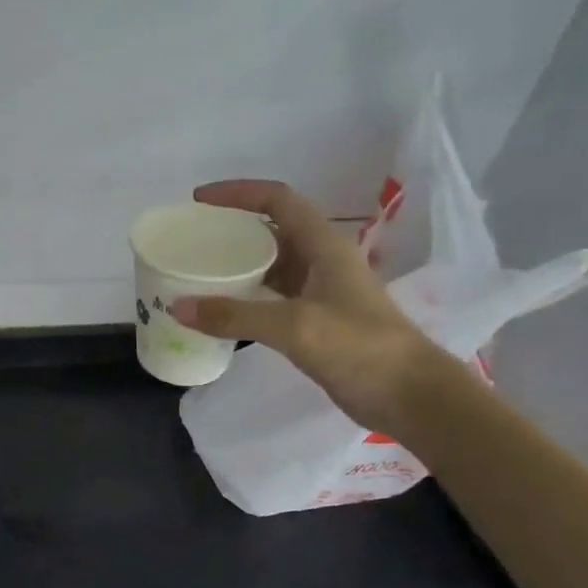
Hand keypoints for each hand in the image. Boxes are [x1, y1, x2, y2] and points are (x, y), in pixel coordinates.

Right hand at [172, 179, 448, 436]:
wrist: (408, 395)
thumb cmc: (359, 347)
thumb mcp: (294, 326)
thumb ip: (235, 315)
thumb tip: (178, 307)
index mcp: (324, 245)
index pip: (278, 200)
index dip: (238, 193)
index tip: (198, 200)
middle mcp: (322, 261)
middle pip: (272, 230)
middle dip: (233, 229)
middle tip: (193, 240)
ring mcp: (320, 292)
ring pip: (272, 265)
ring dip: (238, 265)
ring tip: (199, 273)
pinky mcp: (317, 321)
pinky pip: (273, 298)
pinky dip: (246, 298)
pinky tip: (222, 312)